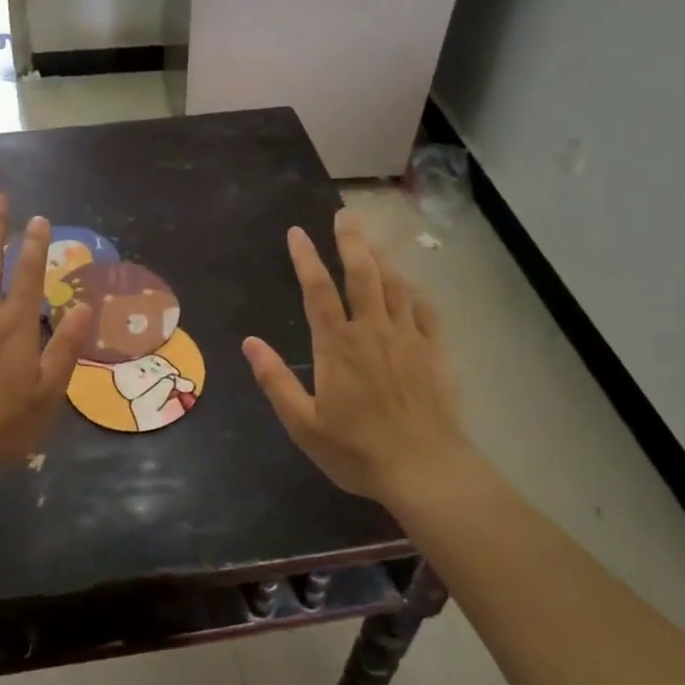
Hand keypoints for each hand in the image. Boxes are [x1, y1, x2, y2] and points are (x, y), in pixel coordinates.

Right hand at [243, 210, 471, 507]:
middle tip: (345, 215)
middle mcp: (372, 331)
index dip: (305, 258)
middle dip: (351, 241)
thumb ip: (275, 380)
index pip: (317, 289)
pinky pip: (425, 310)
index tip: (297, 232)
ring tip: (372, 240)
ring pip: (394, 286)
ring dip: (381, 259)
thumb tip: (249, 342)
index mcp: (338, 345)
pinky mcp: (434, 352)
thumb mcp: (303, 423)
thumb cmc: (357, 450)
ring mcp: (408, 338)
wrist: (425, 469)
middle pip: (362, 274)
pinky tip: (410, 286)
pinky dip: (414, 292)